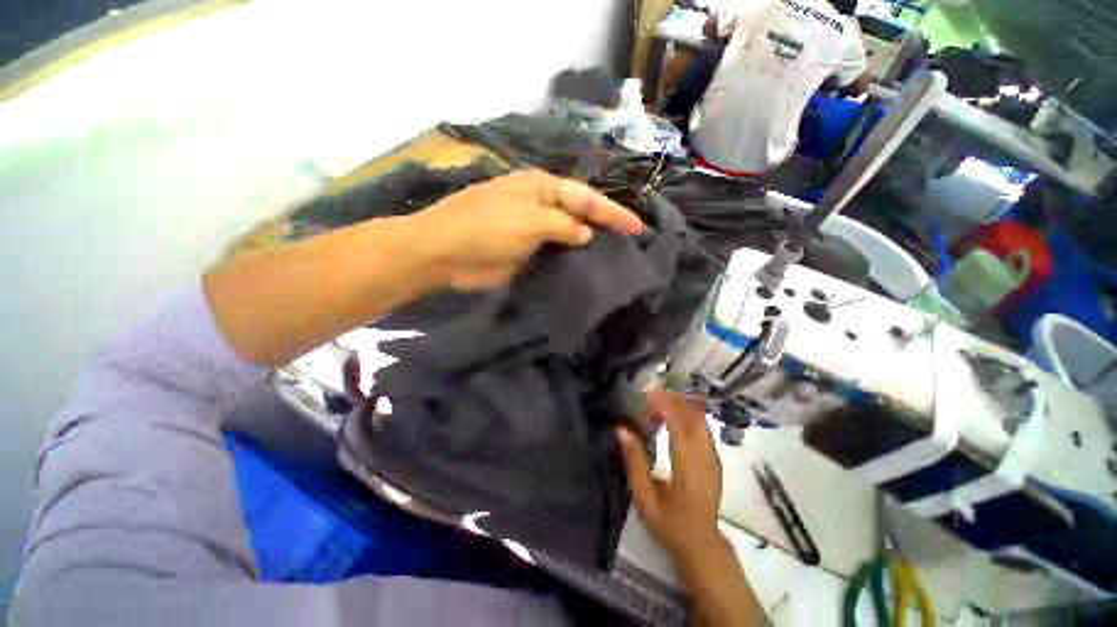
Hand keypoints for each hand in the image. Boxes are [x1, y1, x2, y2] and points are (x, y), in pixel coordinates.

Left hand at [410, 169, 643, 289]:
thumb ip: (562, 225)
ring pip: (567, 235)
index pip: (585, 197)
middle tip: (628, 242)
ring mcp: (532, 230)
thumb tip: (585, 233)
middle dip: (603, 225)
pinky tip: (583, 268)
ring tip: (612, 257)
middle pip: (579, 213)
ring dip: (587, 244)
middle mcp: (539, 205)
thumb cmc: (486, 227)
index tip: (635, 228)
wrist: (446, 252)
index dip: (612, 212)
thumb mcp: (529, 220)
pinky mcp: (525, 251)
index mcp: (541, 188)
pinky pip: (553, 253)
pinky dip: (568, 260)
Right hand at [618, 390, 765, 625]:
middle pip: (692, 415)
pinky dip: (686, 414)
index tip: (646, 393)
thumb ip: (634, 462)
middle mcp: (705, 456)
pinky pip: (702, 426)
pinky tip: (671, 416)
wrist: (702, 543)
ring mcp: (713, 456)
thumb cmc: (669, 524)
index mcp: (688, 467)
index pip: (678, 424)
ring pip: (699, 418)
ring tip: (657, 404)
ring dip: (679, 405)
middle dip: (671, 399)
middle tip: (648, 396)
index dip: (663, 404)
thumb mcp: (644, 498)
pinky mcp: (714, 457)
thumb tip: (621, 429)